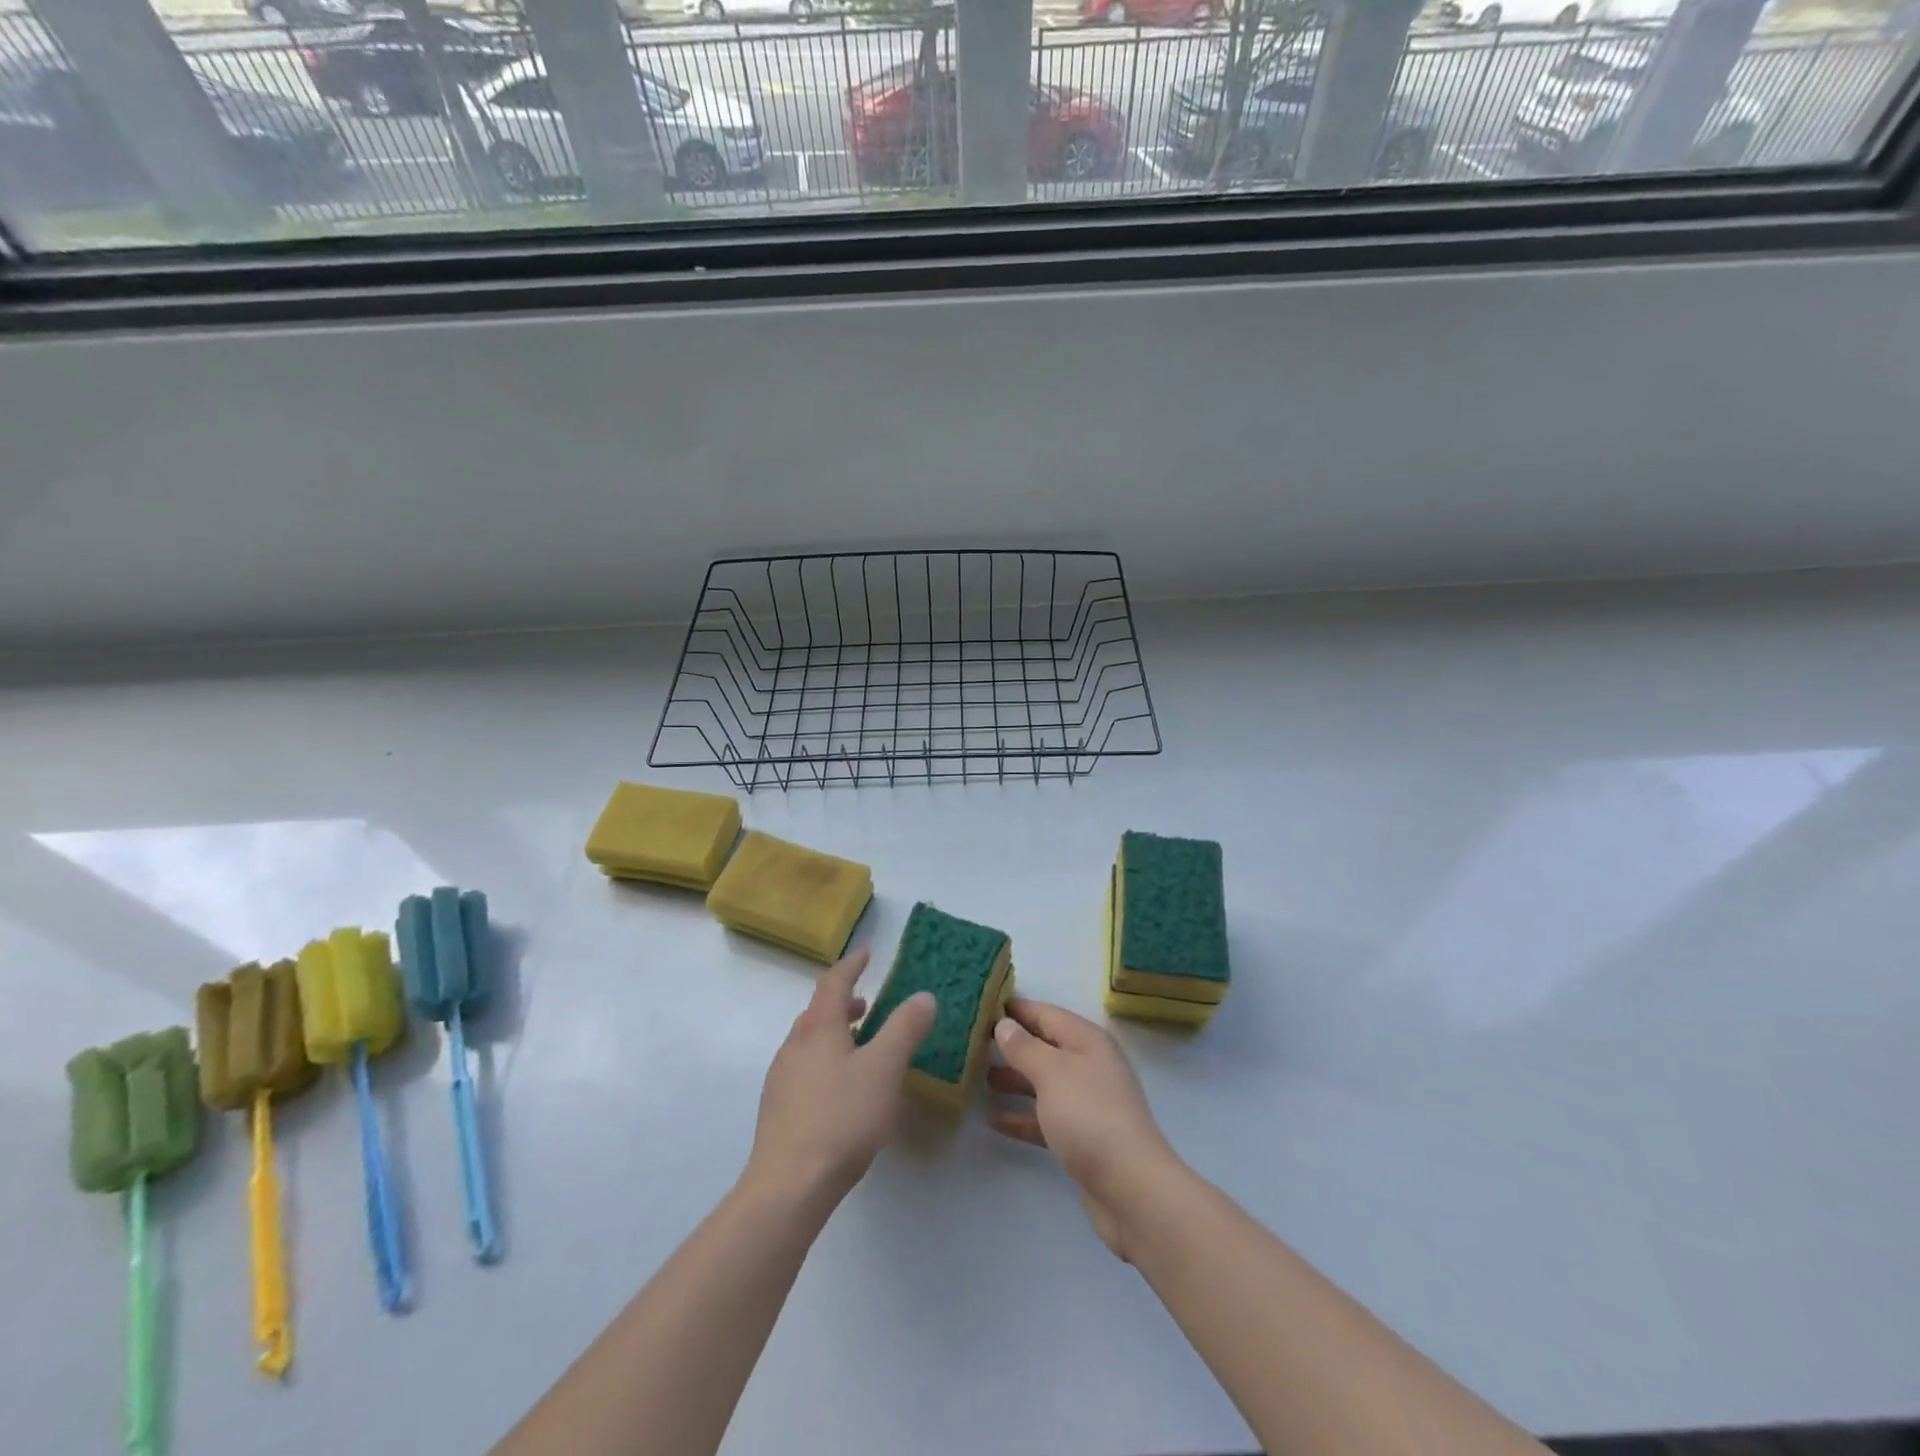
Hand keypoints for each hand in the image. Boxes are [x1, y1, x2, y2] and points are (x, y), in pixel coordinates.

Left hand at [745, 949, 936, 1207]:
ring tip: (860, 1046)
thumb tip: (923, 996)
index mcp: (818, 1028)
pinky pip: (805, 1068)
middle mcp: (794, 1046)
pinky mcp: (778, 1110)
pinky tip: (842, 1089)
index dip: (851, 966)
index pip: (833, 982)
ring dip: (835, 1033)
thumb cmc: (841, 1118)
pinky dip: (826, 1060)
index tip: (866, 954)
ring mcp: (782, 1079)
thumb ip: (904, 1029)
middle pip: (817, 1011)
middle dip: (844, 1003)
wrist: (788, 1186)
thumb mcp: (884, 1069)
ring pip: (810, 1042)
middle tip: (869, 1005)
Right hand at [988, 997, 1183, 1261]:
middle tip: (974, 1042)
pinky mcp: (1082, 1136)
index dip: (1017, 1009)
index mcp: (1087, 1041)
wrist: (1130, 1187)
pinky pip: (1046, 1118)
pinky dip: (1023, 1117)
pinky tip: (994, 1121)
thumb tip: (1005, 1024)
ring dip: (1015, 1080)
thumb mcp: (1052, 1072)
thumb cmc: (1089, 1115)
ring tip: (980, 1078)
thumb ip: (1025, 1047)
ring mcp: (1087, 1102)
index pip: (1047, 1014)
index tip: (983, 1005)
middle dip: (1013, 1045)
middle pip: (1045, 1047)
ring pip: (1044, 1082)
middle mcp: (1090, 1065)